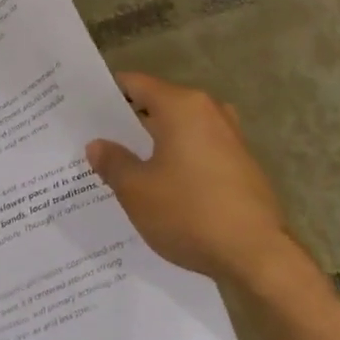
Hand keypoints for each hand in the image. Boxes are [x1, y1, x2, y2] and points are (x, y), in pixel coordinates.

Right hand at [86, 72, 298, 286]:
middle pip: (158, 105)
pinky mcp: (241, 165)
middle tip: (93, 140)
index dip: (106, 94)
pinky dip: (175, 160)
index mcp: (182, 107)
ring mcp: (230, 138)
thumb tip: (98, 145)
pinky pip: (197, 150)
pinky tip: (157, 186)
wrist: (257, 256)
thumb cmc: (189, 213)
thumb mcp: (136, 190)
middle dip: (126, 123)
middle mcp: (209, 112)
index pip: (135, 84)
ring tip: (121, 165)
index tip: (81, 108)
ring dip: (152, 144)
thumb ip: (113, 162)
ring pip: (178, 130)